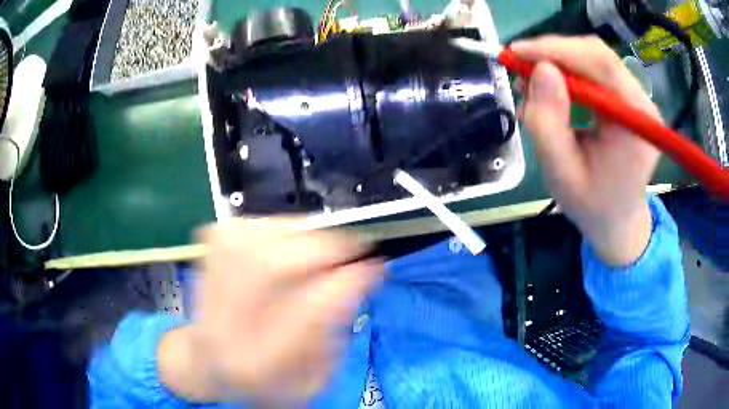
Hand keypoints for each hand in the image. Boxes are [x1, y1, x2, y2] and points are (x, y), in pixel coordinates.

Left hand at [157, 219, 382, 403]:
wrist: (208, 362)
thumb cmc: (265, 380)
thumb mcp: (311, 379)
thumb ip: (336, 334)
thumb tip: (356, 278)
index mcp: (260, 362)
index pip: (309, 310)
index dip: (349, 279)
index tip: (375, 265)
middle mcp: (226, 321)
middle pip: (275, 265)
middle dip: (327, 248)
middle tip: (354, 246)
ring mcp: (208, 284)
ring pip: (258, 237)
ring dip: (302, 232)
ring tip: (323, 241)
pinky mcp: (204, 258)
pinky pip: (243, 226)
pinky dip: (274, 225)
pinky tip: (286, 238)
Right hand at [512, 36, 660, 265]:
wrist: (617, 222)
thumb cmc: (592, 206)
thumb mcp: (562, 174)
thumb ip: (548, 123)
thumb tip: (540, 70)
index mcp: (636, 122)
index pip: (601, 63)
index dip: (558, 49)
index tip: (518, 52)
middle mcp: (641, 103)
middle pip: (597, 55)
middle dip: (554, 54)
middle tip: (520, 68)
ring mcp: (635, 99)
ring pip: (592, 59)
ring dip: (557, 64)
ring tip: (531, 86)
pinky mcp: (625, 99)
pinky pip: (593, 72)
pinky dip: (566, 74)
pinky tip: (549, 91)